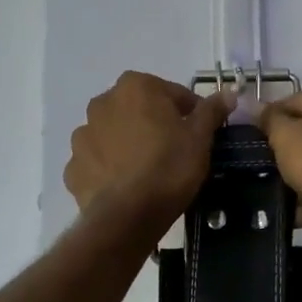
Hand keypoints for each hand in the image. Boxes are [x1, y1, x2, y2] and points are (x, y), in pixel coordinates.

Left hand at [64, 73, 233, 232]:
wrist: (129, 215)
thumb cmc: (170, 166)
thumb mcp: (200, 137)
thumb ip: (212, 110)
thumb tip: (229, 93)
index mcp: (135, 86)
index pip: (172, 93)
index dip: (190, 113)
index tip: (200, 134)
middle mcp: (102, 103)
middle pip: (138, 109)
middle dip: (155, 124)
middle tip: (175, 150)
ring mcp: (83, 135)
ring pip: (114, 134)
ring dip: (129, 143)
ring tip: (149, 170)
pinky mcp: (73, 167)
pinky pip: (98, 161)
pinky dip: (110, 168)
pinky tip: (128, 185)